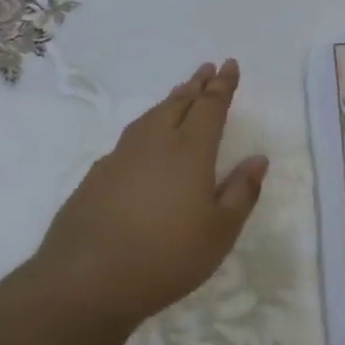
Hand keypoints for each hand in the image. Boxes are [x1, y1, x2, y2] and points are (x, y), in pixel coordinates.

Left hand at [36, 59, 267, 329]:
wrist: (86, 279)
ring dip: (170, 100)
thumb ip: (241, 192)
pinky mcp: (97, 175)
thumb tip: (258, 159)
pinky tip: (144, 140)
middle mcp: (155, 142)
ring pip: (152, 116)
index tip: (229, 64)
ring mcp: (121, 156)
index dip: (223, 85)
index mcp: (190, 150)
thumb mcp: (219, 233)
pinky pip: (130, 137)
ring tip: (180, 93)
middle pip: (179, 103)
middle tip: (207, 69)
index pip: (210, 106)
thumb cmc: (166, 257)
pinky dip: (146, 126)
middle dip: (196, 85)